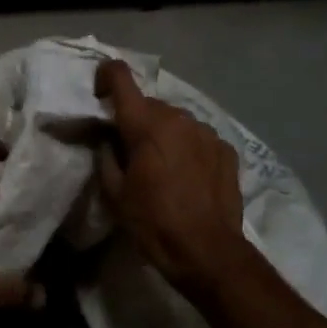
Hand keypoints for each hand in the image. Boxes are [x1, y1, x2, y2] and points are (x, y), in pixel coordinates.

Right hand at [96, 60, 249, 292]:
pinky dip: (188, 148)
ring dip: (164, 134)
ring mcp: (206, 131)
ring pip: (176, 120)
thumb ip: (107, 157)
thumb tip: (108, 140)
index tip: (100, 93)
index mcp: (145, 124)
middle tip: (130, 151)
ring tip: (162, 167)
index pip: (121, 76)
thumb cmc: (153, 223)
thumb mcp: (115, 194)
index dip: (106, 76)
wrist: (207, 251)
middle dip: (136, 120)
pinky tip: (187, 176)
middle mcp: (178, 117)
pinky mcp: (226, 148)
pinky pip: (198, 138)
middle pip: (149, 104)